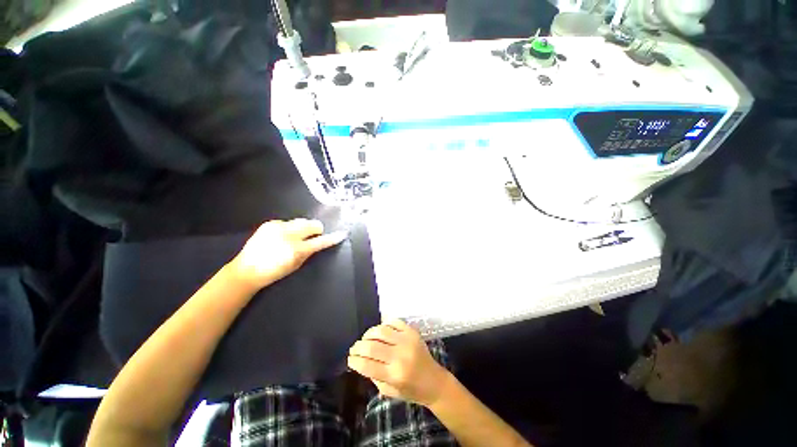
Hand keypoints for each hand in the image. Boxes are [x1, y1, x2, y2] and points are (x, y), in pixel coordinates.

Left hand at [229, 219, 346, 290]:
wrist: (247, 270)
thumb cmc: (274, 272)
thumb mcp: (296, 265)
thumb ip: (309, 252)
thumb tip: (317, 242)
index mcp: (296, 250)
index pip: (320, 241)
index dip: (332, 238)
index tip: (342, 234)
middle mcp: (288, 235)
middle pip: (312, 224)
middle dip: (315, 230)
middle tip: (312, 236)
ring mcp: (278, 227)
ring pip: (300, 221)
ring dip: (302, 228)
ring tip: (294, 237)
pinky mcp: (270, 223)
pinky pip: (287, 222)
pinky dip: (289, 228)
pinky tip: (281, 236)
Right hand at [348, 319, 450, 406]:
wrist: (434, 381)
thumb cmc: (411, 391)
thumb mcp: (389, 391)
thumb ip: (374, 376)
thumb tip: (360, 361)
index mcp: (394, 375)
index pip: (367, 365)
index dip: (354, 360)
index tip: (350, 358)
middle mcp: (400, 356)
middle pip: (371, 347)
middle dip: (358, 346)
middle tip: (354, 348)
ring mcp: (407, 341)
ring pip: (381, 331)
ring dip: (369, 334)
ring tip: (365, 338)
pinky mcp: (412, 332)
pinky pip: (394, 322)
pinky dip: (384, 325)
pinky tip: (380, 331)